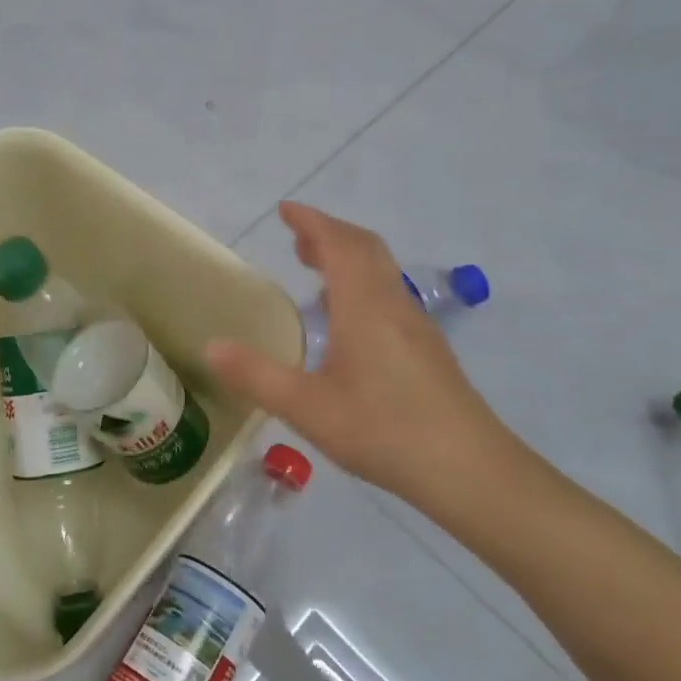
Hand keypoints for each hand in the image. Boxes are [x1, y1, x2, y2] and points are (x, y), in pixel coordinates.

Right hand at [206, 203, 551, 533]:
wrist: (469, 470)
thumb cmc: (384, 430)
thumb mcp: (307, 408)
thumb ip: (256, 376)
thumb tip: (211, 347)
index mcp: (364, 306)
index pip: (338, 244)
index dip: (312, 222)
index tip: (285, 210)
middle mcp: (393, 304)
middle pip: (364, 249)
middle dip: (330, 234)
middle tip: (296, 238)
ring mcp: (416, 326)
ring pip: (381, 271)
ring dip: (348, 257)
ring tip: (316, 269)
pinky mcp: (427, 349)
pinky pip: (389, 295)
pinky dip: (362, 284)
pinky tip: (348, 320)